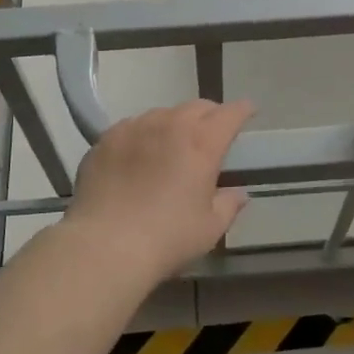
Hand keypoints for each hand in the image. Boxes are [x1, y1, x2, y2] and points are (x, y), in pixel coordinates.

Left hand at [64, 100, 254, 282]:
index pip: (230, 114)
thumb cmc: (167, 238)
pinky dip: (144, 134)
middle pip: (197, 107)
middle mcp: (170, 125)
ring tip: (172, 144)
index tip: (248, 111)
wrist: (104, 245)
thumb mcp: (209, 229)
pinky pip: (133, 126)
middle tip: (212, 133)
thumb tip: (238, 193)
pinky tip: (139, 154)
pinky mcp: (107, 138)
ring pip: (163, 113)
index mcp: (202, 143)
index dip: (242, 110)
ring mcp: (135, 127)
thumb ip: (228, 205)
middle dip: (210, 115)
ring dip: (175, 123)